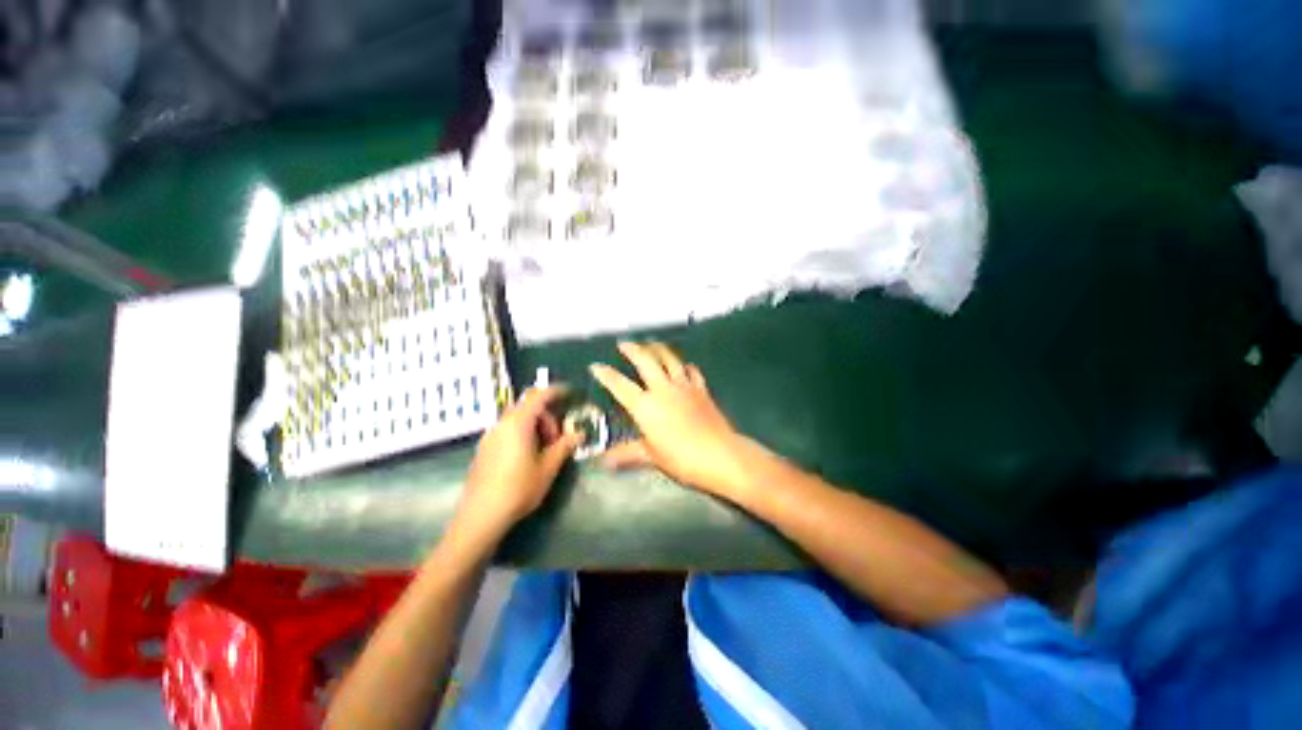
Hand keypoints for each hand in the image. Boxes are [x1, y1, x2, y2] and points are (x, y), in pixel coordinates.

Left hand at [457, 386, 582, 538]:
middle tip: (558, 438)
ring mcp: (490, 436)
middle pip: (528, 407)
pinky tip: (527, 457)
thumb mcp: (548, 467)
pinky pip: (507, 430)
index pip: (539, 396)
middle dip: (547, 417)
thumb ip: (564, 446)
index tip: (569, 394)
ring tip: (544, 450)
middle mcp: (502, 423)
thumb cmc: (519, 488)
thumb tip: (579, 433)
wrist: (480, 516)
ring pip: (517, 419)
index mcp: (519, 423)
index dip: (555, 392)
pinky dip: (522, 434)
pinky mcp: (484, 448)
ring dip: (535, 426)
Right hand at [590, 342, 749, 496]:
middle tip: (624, 343)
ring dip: (658, 349)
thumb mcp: (651, 456)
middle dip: (633, 350)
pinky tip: (684, 365)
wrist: (719, 454)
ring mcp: (684, 386)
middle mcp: (663, 389)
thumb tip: (604, 461)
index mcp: (645, 406)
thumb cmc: (681, 457)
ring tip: (651, 344)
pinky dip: (686, 366)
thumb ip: (627, 454)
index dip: (606, 374)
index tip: (595, 366)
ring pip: (670, 359)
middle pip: (646, 361)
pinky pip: (692, 372)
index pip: (620, 385)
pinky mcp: (701, 389)